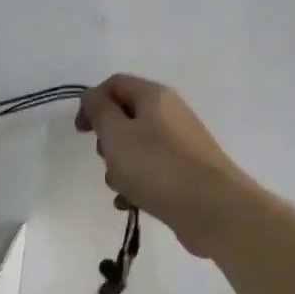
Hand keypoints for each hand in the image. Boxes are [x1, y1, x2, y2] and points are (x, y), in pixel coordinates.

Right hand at [76, 75, 251, 256]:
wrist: (213, 209)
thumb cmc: (158, 166)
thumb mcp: (117, 134)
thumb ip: (99, 110)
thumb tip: (93, 97)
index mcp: (155, 96)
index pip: (116, 84)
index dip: (92, 102)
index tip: (81, 132)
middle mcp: (170, 115)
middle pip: (126, 118)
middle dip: (108, 141)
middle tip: (106, 159)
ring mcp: (181, 145)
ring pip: (137, 149)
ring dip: (120, 168)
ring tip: (122, 188)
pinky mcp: (186, 174)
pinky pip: (152, 172)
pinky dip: (137, 186)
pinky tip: (130, 204)